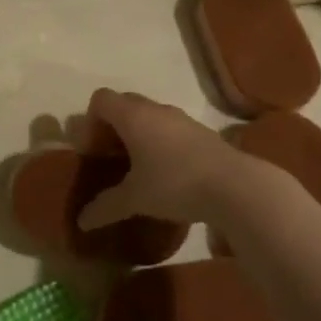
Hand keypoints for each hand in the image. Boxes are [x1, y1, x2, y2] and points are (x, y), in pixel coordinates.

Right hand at [77, 88, 294, 232]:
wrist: (238, 188)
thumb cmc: (175, 184)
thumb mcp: (136, 199)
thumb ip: (106, 206)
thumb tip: (82, 221)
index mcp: (133, 116)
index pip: (101, 99)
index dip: (90, 121)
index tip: (93, 150)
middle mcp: (156, 109)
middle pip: (124, 104)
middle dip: (111, 127)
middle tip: (110, 157)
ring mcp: (182, 119)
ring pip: (149, 116)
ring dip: (137, 134)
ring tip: (137, 168)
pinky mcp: (202, 133)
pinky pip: (170, 129)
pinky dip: (159, 142)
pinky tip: (166, 173)